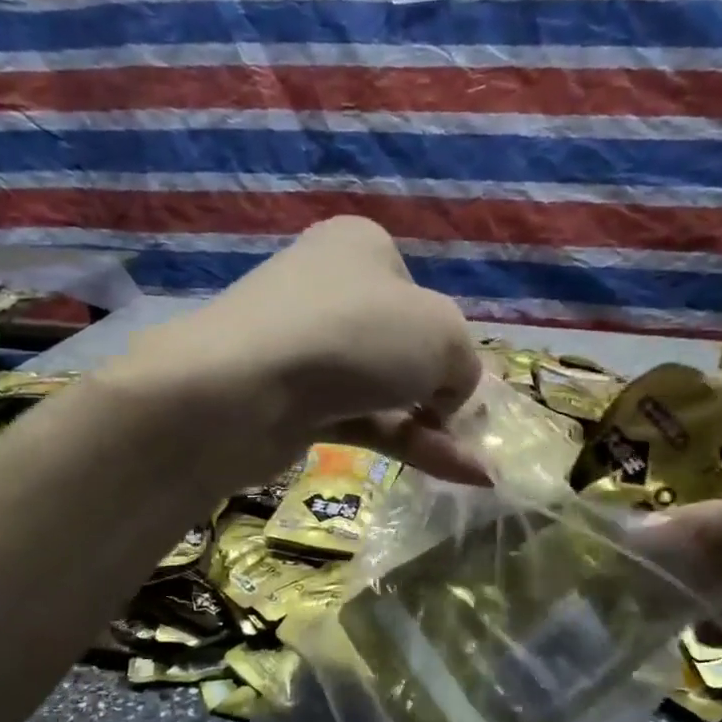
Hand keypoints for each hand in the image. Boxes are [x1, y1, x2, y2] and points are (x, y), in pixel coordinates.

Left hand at [124, 217, 487, 482]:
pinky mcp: (294, 403)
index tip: (459, 380)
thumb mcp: (443, 334)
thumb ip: (464, 363)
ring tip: (481, 471)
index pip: (420, 295)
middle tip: (472, 430)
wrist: (240, 390)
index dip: (448, 341)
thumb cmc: (353, 335)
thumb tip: (449, 397)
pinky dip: (407, 445)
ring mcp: (307, 350)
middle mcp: (330, 290)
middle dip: (442, 391)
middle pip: (402, 346)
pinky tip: (457, 474)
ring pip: (384, 389)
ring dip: (434, 428)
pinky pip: (362, 421)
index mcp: (362, 248)